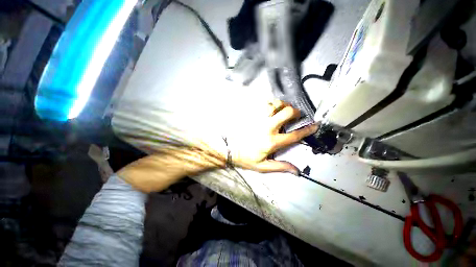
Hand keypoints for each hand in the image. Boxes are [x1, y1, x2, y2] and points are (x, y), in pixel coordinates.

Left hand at [226, 99, 318, 174]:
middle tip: (296, 114)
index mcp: (272, 142)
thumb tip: (297, 170)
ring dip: (283, 105)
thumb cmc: (245, 158)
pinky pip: (263, 103)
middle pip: (287, 113)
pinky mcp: (251, 114)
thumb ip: (280, 167)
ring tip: (283, 109)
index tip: (315, 125)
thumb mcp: (262, 166)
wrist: (228, 148)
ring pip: (275, 104)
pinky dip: (270, 102)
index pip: (294, 135)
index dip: (307, 130)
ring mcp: (258, 119)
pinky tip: (271, 107)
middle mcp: (267, 127)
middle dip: (296, 112)